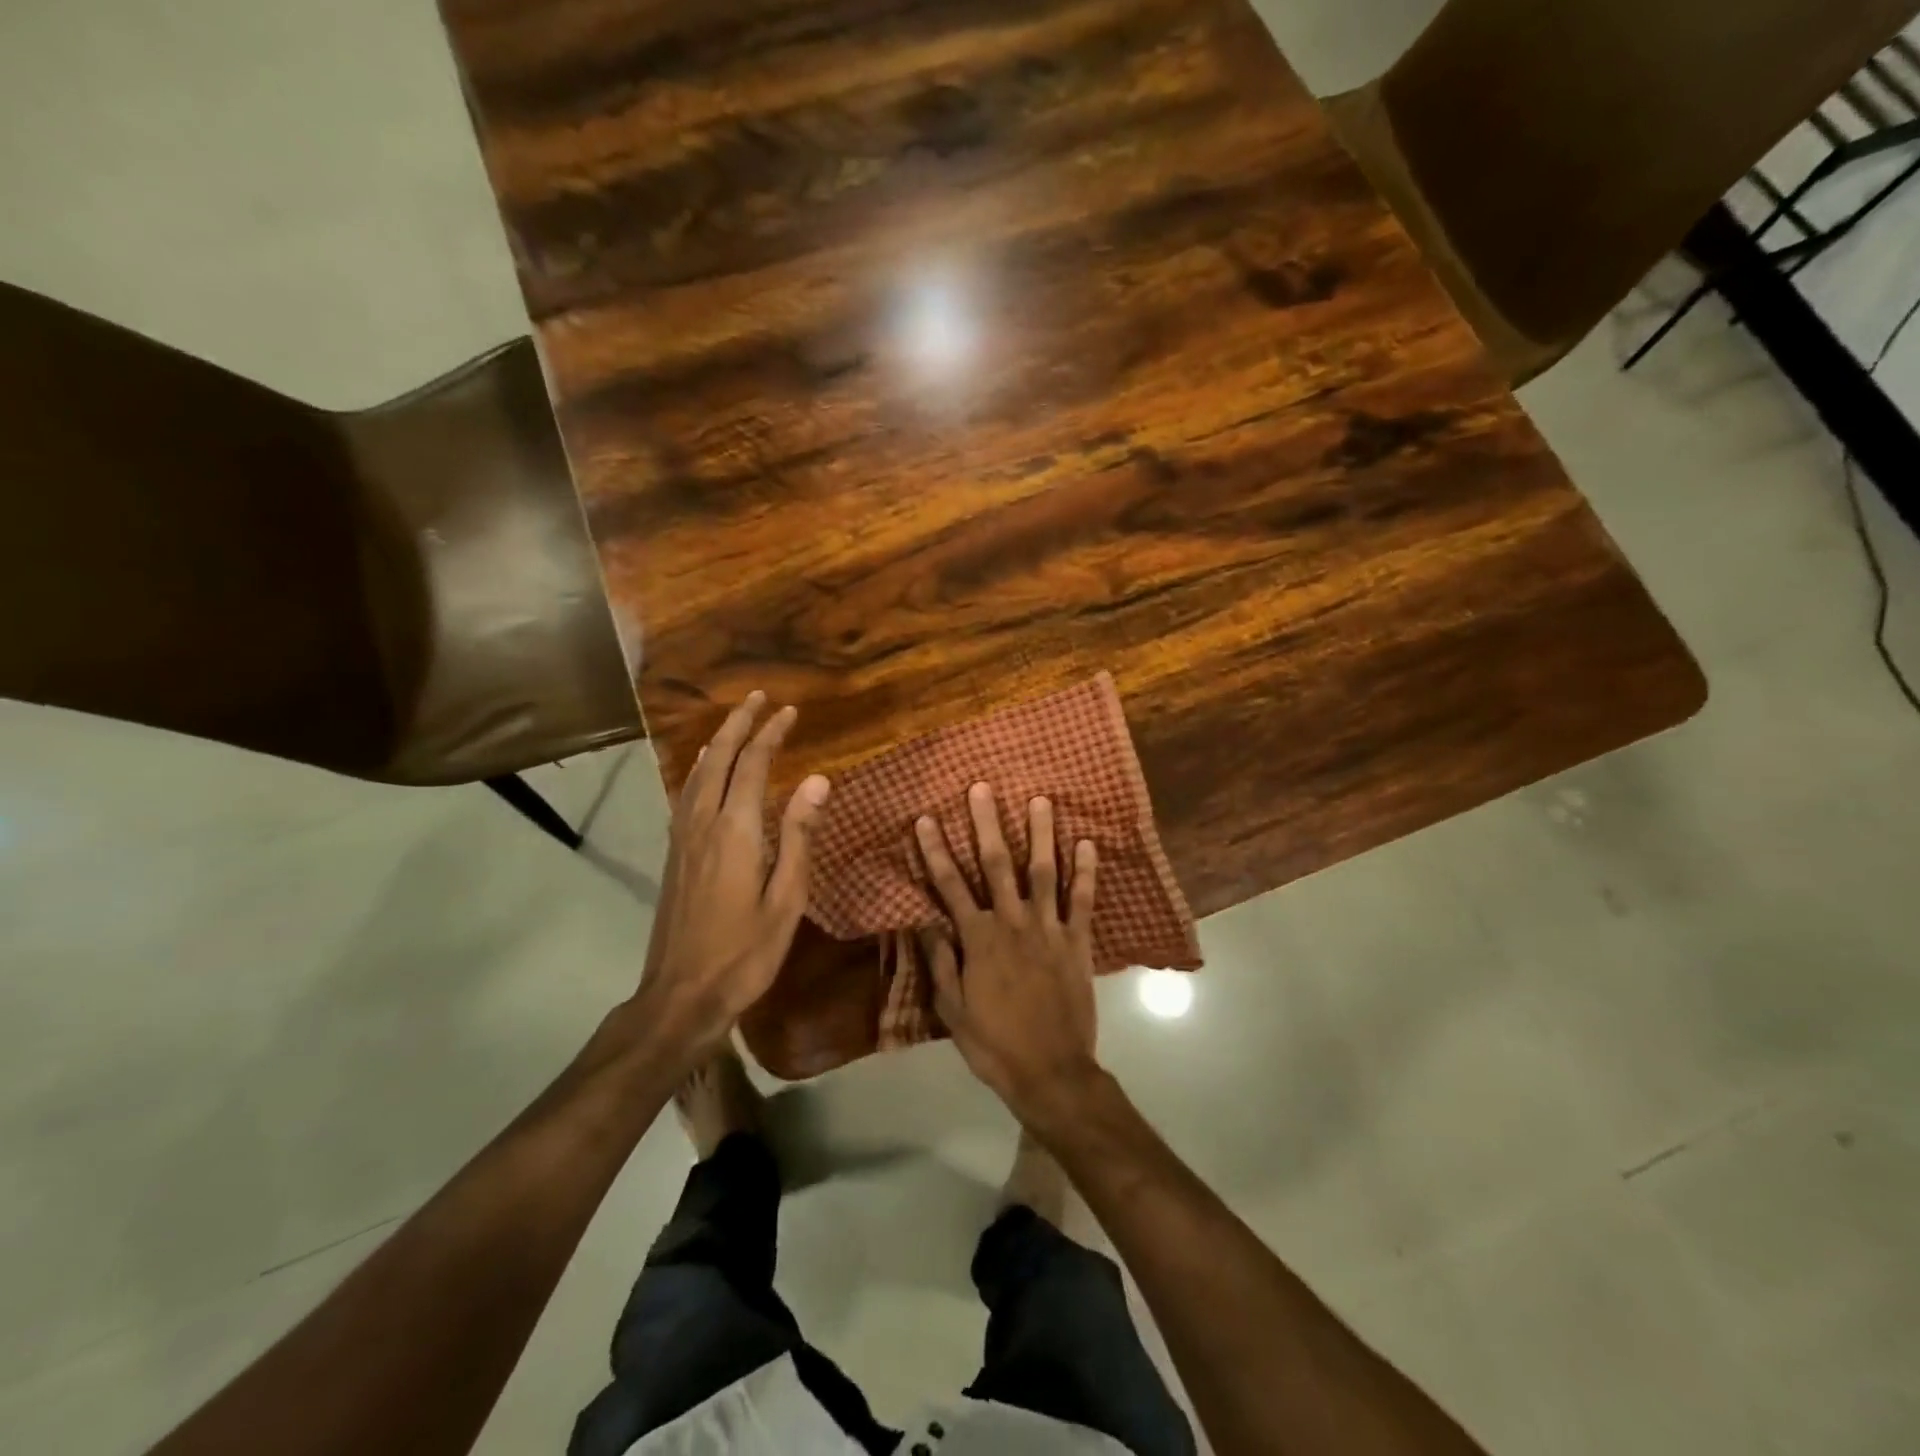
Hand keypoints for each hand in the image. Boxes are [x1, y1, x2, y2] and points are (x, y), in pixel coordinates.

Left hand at [634, 691, 829, 1064]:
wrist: (681, 995)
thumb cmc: (745, 952)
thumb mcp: (787, 898)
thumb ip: (799, 835)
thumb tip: (818, 780)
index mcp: (735, 831)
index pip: (754, 765)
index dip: (771, 734)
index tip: (790, 711)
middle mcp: (703, 823)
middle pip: (720, 759)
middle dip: (740, 724)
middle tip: (759, 698)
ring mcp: (683, 838)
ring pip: (698, 774)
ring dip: (718, 742)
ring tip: (734, 722)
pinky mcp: (674, 854)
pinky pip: (686, 794)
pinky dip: (700, 769)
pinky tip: (704, 771)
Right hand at [915, 784, 1103, 1125]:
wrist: (1051, 1072)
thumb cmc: (994, 1044)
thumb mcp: (952, 1010)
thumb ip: (941, 961)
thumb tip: (924, 919)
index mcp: (978, 940)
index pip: (950, 886)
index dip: (936, 851)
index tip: (925, 818)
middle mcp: (1012, 923)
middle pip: (997, 865)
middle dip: (988, 824)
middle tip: (983, 788)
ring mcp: (1049, 929)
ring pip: (1044, 872)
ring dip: (1040, 834)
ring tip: (1039, 799)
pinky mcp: (1078, 942)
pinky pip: (1083, 900)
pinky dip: (1086, 871)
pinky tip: (1087, 843)